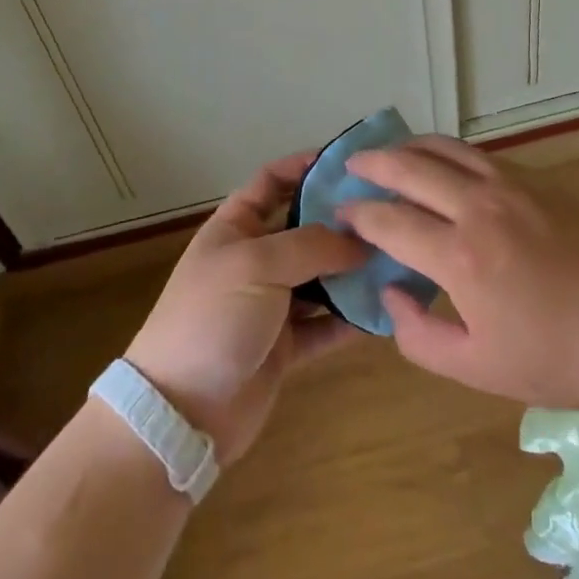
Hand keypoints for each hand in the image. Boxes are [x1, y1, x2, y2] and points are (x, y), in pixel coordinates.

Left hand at [125, 152, 368, 461]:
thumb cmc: (212, 319)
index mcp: (236, 227)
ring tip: (398, 260)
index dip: (305, 166)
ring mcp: (270, 303)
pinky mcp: (285, 346)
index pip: (272, 180)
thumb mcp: (257, 266)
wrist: (180, 414)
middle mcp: (255, 259)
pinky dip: (350, 318)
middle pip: (305, 228)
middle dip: (342, 221)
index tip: (350, 164)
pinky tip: (384, 310)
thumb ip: (311, 245)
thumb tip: (360, 238)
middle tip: (390, 214)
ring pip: (321, 276)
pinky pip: (325, 323)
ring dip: (353, 271)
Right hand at [335, 136, 578, 408]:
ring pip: (445, 148)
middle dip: (372, 163)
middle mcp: (477, 206)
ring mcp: (509, 184)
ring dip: (409, 146)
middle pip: (410, 167)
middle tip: (350, 166)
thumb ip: (419, 335)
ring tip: (389, 152)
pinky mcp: (535, 179)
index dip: (358, 214)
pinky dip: (447, 152)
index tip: (340, 213)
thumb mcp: (478, 369)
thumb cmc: (557, 355)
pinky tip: (443, 164)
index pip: (390, 220)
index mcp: (459, 255)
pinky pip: (477, 154)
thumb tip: (390, 292)